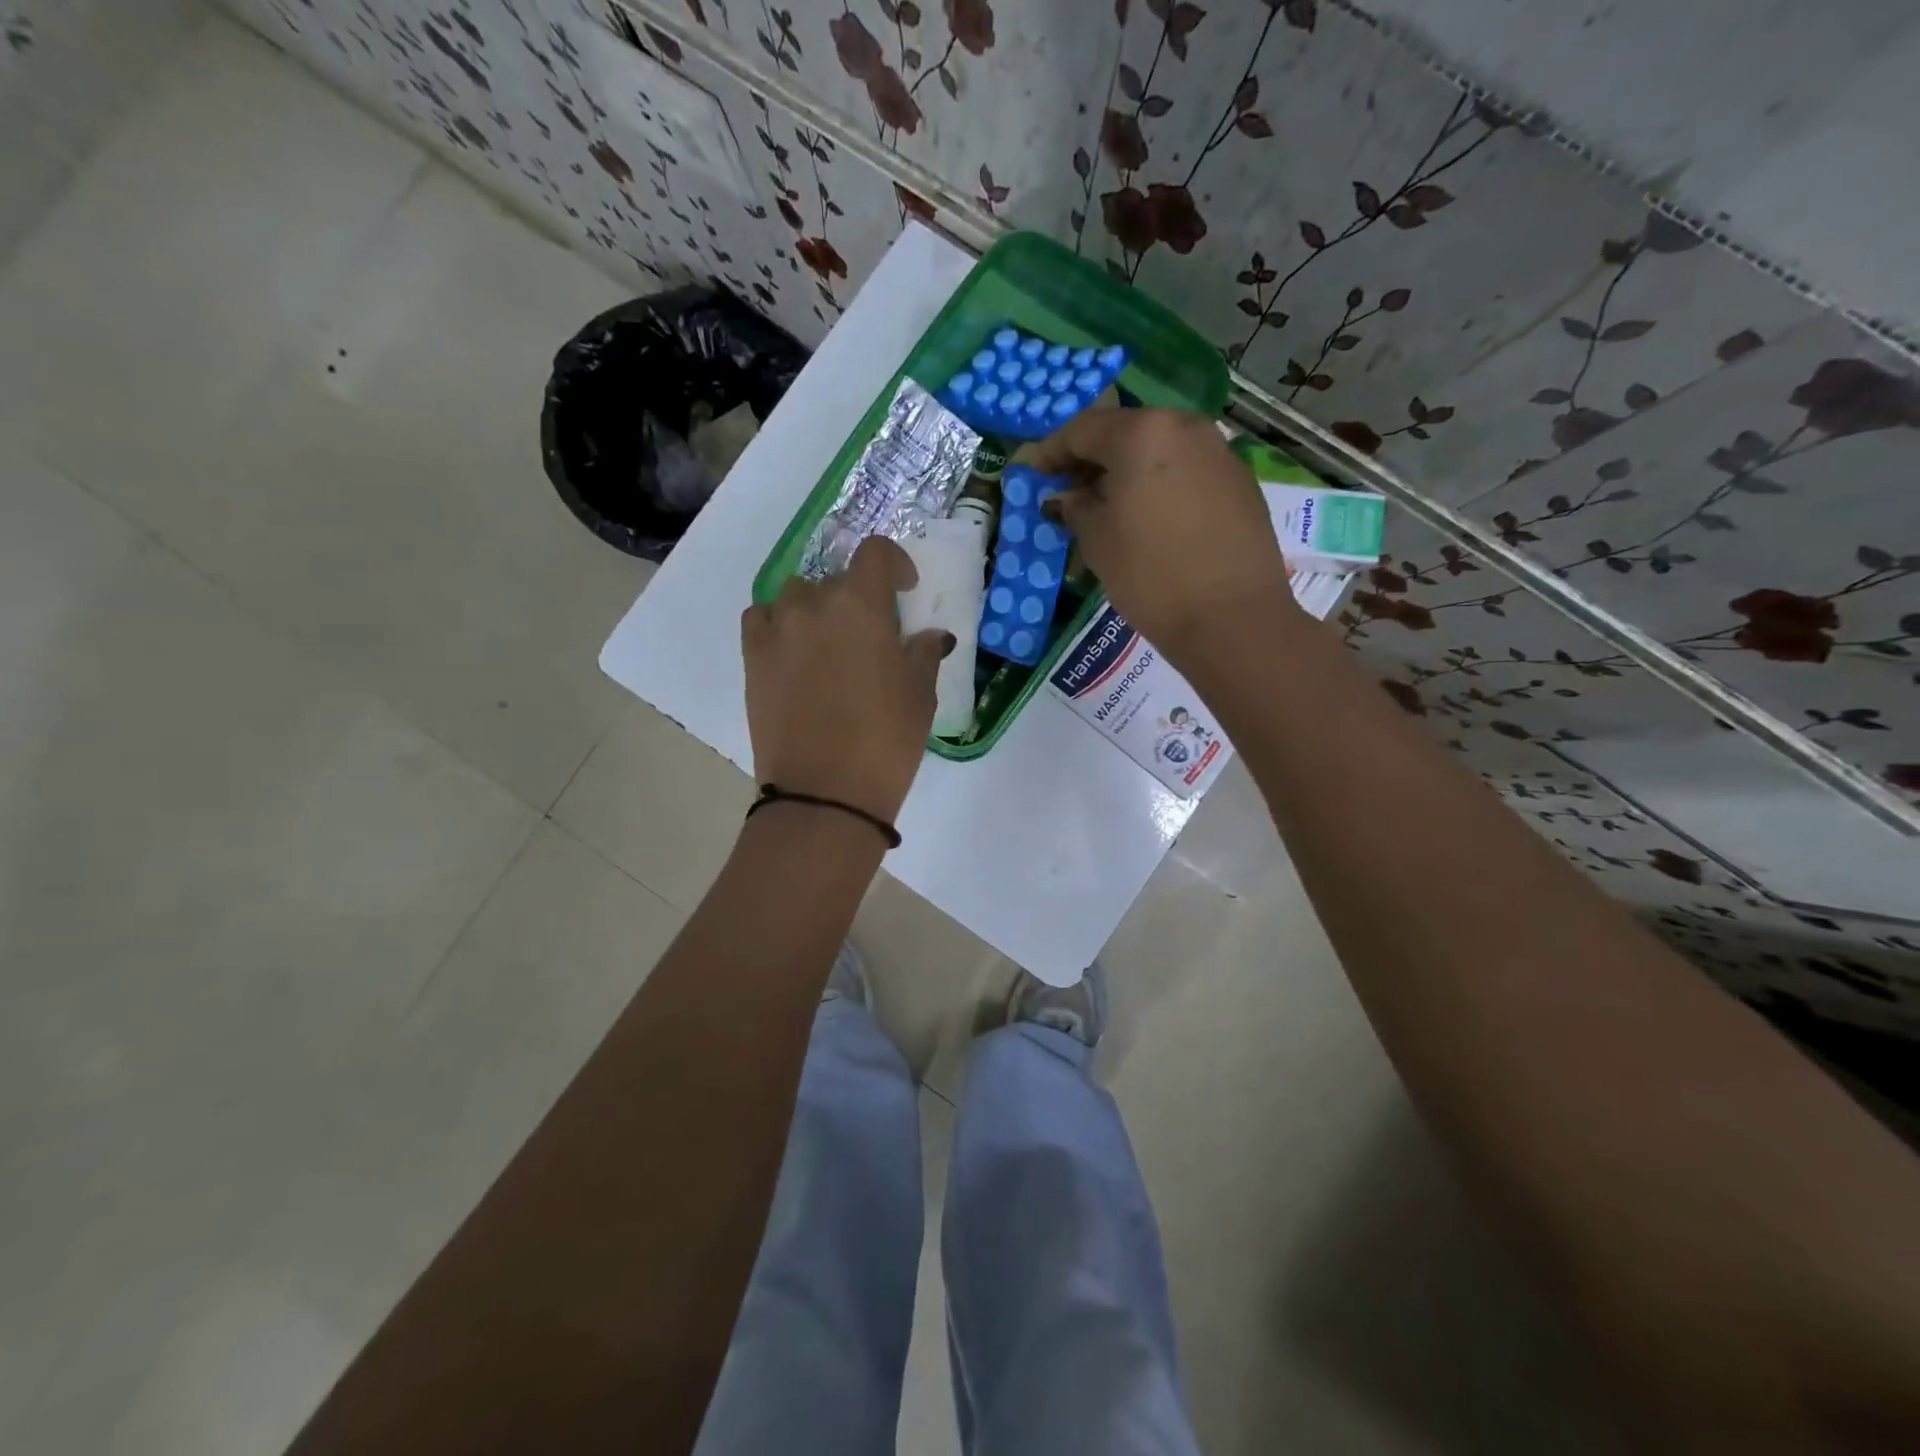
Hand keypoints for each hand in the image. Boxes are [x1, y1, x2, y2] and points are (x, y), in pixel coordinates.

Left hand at [741, 537, 950, 824]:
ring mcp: (777, 630)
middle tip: (871, 635)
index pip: (876, 553)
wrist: (824, 792)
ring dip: (816, 608)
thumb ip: (923, 653)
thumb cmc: (885, 740)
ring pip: (796, 596)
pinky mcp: (752, 659)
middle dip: (858, 598)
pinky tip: (793, 651)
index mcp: (861, 604)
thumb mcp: (920, 695)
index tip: (904, 588)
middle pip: (837, 579)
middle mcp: (814, 604)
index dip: (894, 562)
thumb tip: (929, 636)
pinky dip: (778, 625)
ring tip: (829, 642)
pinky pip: (762, 620)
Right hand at [1028, 408, 1303, 659]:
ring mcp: (1219, 452)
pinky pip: (1186, 472)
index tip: (1032, 475)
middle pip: (1125, 433)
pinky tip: (1149, 519)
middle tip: (1068, 492)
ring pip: (1159, 451)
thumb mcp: (1096, 541)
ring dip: (1127, 473)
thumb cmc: (1150, 575)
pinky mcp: (1240, 482)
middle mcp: (1184, 427)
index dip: (1051, 452)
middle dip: (1092, 460)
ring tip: (1107, 508)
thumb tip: (1068, 497)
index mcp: (1142, 432)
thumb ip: (1076, 507)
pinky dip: (1159, 486)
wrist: (1232, 618)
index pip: (1082, 430)